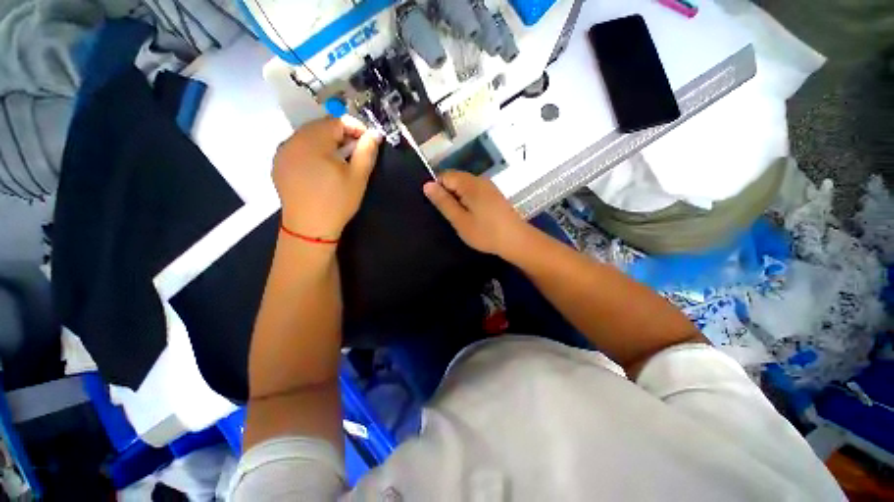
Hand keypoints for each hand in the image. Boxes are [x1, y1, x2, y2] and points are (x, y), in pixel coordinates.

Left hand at [273, 116, 381, 239]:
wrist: (309, 228)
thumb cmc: (337, 202)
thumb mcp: (358, 177)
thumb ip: (367, 152)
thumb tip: (375, 134)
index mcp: (313, 141)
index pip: (336, 121)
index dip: (355, 128)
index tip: (367, 142)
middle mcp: (293, 140)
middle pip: (320, 126)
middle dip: (340, 135)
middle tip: (354, 153)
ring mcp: (282, 152)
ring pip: (308, 136)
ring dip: (327, 143)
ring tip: (339, 161)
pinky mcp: (279, 164)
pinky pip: (298, 148)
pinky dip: (312, 151)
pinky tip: (321, 168)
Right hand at [423, 171, 532, 257]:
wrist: (516, 241)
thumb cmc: (485, 233)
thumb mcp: (460, 220)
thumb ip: (443, 202)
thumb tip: (427, 184)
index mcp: (470, 183)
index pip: (445, 175)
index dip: (437, 189)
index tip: (439, 208)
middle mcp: (480, 180)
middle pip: (455, 179)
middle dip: (448, 194)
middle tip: (449, 216)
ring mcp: (489, 187)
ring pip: (465, 187)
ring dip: (458, 199)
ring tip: (459, 218)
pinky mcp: (494, 195)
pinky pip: (475, 192)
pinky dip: (468, 201)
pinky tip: (472, 216)